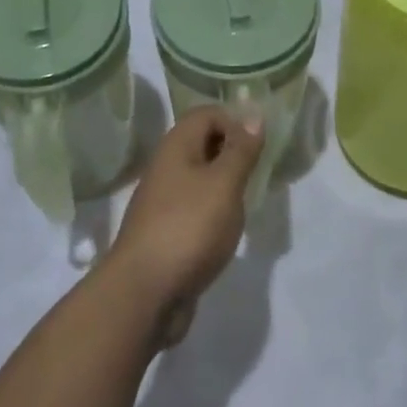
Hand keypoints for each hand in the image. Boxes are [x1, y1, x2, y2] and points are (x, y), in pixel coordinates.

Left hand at [104, 105, 262, 343]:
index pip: (207, 114)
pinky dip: (214, 211)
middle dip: (233, 152)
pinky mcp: (166, 231)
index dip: (235, 121)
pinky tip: (227, 229)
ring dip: (225, 184)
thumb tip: (253, 114)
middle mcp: (166, 166)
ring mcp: (163, 200)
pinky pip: (195, 207)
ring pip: (200, 177)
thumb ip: (240, 150)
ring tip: (247, 201)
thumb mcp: (224, 184)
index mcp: (176, 145)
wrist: (145, 292)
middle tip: (260, 171)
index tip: (261, 145)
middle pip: (202, 143)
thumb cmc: (189, 227)